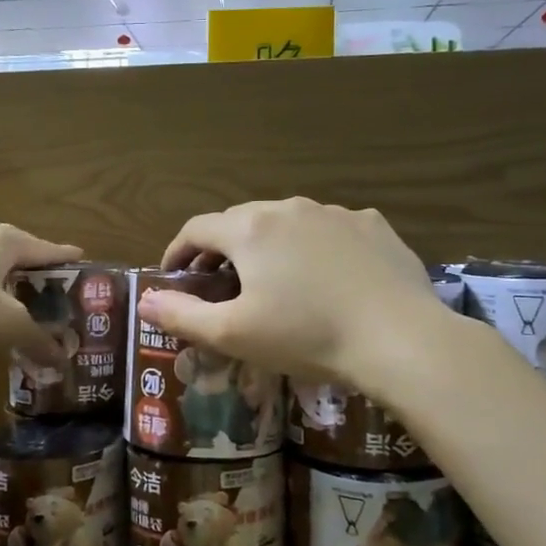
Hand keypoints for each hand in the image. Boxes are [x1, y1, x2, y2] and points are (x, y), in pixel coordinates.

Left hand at [0, 224, 80, 354]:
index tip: (93, 275)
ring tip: (34, 319)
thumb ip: (38, 340)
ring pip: (0, 275)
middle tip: (67, 309)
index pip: (54, 251)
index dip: (74, 266)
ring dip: (17, 296)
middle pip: (27, 262)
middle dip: (46, 286)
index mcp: (11, 241)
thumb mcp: (6, 323)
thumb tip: (64, 362)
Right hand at [134, 198, 447, 389]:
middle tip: (217, 284)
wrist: (400, 338)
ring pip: (286, 223)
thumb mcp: (233, 334)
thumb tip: (145, 300)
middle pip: (240, 221)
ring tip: (272, 281)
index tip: (173, 277)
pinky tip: (325, 278)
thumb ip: (182, 315)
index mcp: (249, 229)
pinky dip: (313, 248)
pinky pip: (329, 231)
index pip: (196, 229)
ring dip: (267, 247)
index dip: (177, 252)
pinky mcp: (372, 226)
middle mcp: (289, 207)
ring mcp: (335, 213)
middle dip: (220, 250)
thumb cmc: (306, 335)